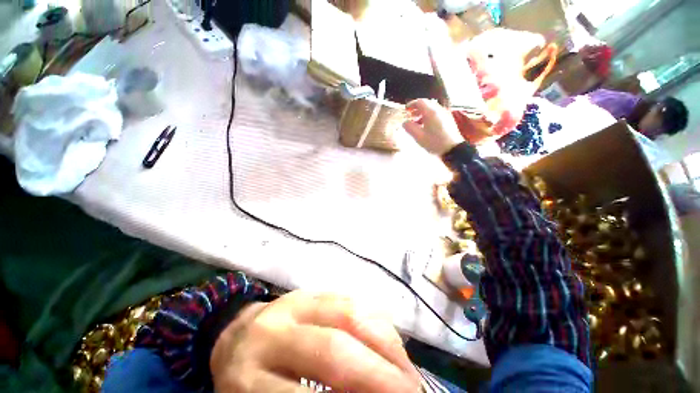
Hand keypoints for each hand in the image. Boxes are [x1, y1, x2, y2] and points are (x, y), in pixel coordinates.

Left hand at [210, 291, 420, 391]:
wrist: (237, 336)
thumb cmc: (250, 383)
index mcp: (248, 379)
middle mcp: (272, 334)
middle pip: (333, 350)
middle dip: (379, 375)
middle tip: (412, 392)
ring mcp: (293, 302)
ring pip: (348, 313)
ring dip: (385, 343)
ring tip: (407, 368)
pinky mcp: (311, 289)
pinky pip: (349, 299)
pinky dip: (375, 321)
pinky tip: (389, 341)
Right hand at [403, 99, 463, 155]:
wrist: (453, 149)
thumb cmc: (434, 142)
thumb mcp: (418, 136)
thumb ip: (409, 128)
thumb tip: (404, 122)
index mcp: (431, 112)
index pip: (420, 102)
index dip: (411, 104)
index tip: (406, 110)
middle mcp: (439, 110)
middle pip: (426, 104)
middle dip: (417, 109)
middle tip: (410, 116)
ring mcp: (445, 114)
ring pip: (432, 109)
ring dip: (423, 113)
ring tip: (417, 122)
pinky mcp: (448, 120)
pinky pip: (437, 113)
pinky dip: (429, 116)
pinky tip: (426, 126)